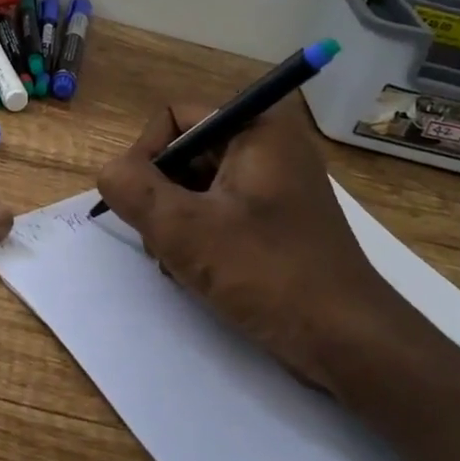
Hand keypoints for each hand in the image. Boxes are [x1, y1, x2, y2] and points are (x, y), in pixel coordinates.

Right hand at [95, 101, 415, 390]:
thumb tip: (110, 172)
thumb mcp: (185, 230)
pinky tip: (199, 274)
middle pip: (185, 152)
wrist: (349, 342)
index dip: (145, 155)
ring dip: (176, 221)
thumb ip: (133, 190)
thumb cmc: (268, 274)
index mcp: (256, 129)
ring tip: (180, 264)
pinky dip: (200, 236)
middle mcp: (269, 146)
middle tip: (160, 242)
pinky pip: (220, 211)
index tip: (139, 204)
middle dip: (161, 196)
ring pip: (198, 186)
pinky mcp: (278, 220)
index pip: (174, 117)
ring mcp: (276, 185)